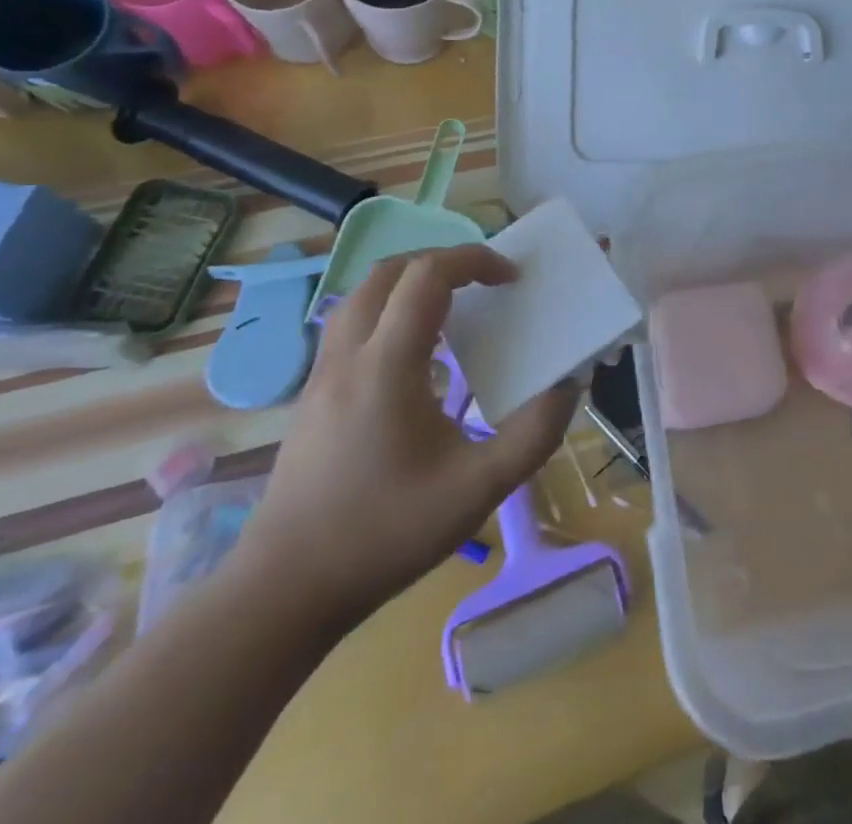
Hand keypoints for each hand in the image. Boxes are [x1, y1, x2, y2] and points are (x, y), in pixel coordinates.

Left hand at [237, 248, 577, 626]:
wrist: (283, 591)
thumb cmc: (384, 533)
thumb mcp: (477, 490)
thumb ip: (533, 434)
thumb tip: (568, 385)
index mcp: (387, 365)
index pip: (428, 275)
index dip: (475, 260)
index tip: (512, 278)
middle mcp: (348, 356)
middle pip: (388, 271)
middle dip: (442, 261)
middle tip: (484, 282)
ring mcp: (322, 376)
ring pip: (361, 295)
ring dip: (409, 282)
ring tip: (452, 305)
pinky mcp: (311, 397)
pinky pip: (351, 325)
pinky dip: (388, 311)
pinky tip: (415, 354)